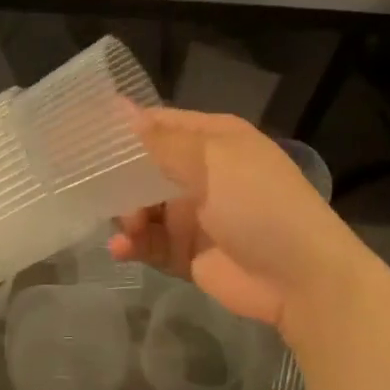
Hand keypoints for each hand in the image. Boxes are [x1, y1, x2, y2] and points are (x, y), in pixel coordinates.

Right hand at [110, 108, 372, 334]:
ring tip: (127, 228)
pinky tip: (121, 250)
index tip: (86, 137)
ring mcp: (195, 214)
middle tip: (101, 192)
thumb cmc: (259, 205)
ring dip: (127, 215)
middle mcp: (202, 172)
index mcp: (213, 139)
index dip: (125, 129)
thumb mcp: (213, 161)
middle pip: (145, 168)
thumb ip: (162, 141)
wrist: (303, 281)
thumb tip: (119, 109)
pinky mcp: (187, 253)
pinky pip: (150, 243)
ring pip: (143, 206)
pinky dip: (134, 245)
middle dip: (121, 180)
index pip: (159, 124)